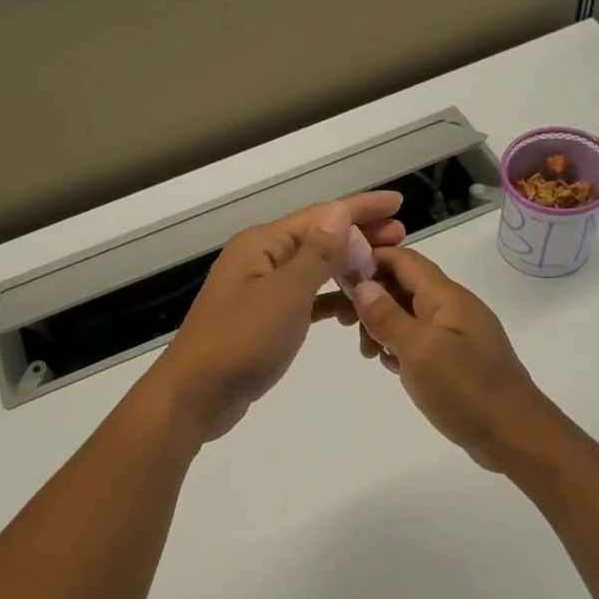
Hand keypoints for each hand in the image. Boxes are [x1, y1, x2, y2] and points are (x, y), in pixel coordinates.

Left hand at [146, 192, 404, 441]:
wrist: (197, 394)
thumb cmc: (241, 340)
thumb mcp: (285, 294)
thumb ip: (317, 253)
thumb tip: (340, 211)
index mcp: (262, 244)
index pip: (321, 216)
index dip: (361, 208)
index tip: (398, 204)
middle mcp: (260, 259)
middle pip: (317, 238)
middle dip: (358, 236)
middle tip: (401, 237)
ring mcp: (260, 290)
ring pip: (312, 269)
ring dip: (347, 267)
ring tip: (383, 270)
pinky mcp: (263, 320)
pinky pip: (304, 299)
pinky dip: (328, 300)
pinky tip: (350, 309)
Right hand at [329, 247, 559, 471]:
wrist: (515, 435)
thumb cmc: (466, 390)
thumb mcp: (419, 351)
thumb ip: (388, 316)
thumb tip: (362, 284)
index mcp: (446, 297)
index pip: (404, 260)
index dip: (369, 261)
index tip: (337, 281)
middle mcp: (453, 307)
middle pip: (404, 285)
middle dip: (371, 298)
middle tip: (345, 326)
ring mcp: (457, 333)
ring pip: (410, 314)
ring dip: (383, 325)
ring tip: (368, 354)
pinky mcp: (457, 358)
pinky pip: (421, 339)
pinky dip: (400, 345)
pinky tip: (389, 366)